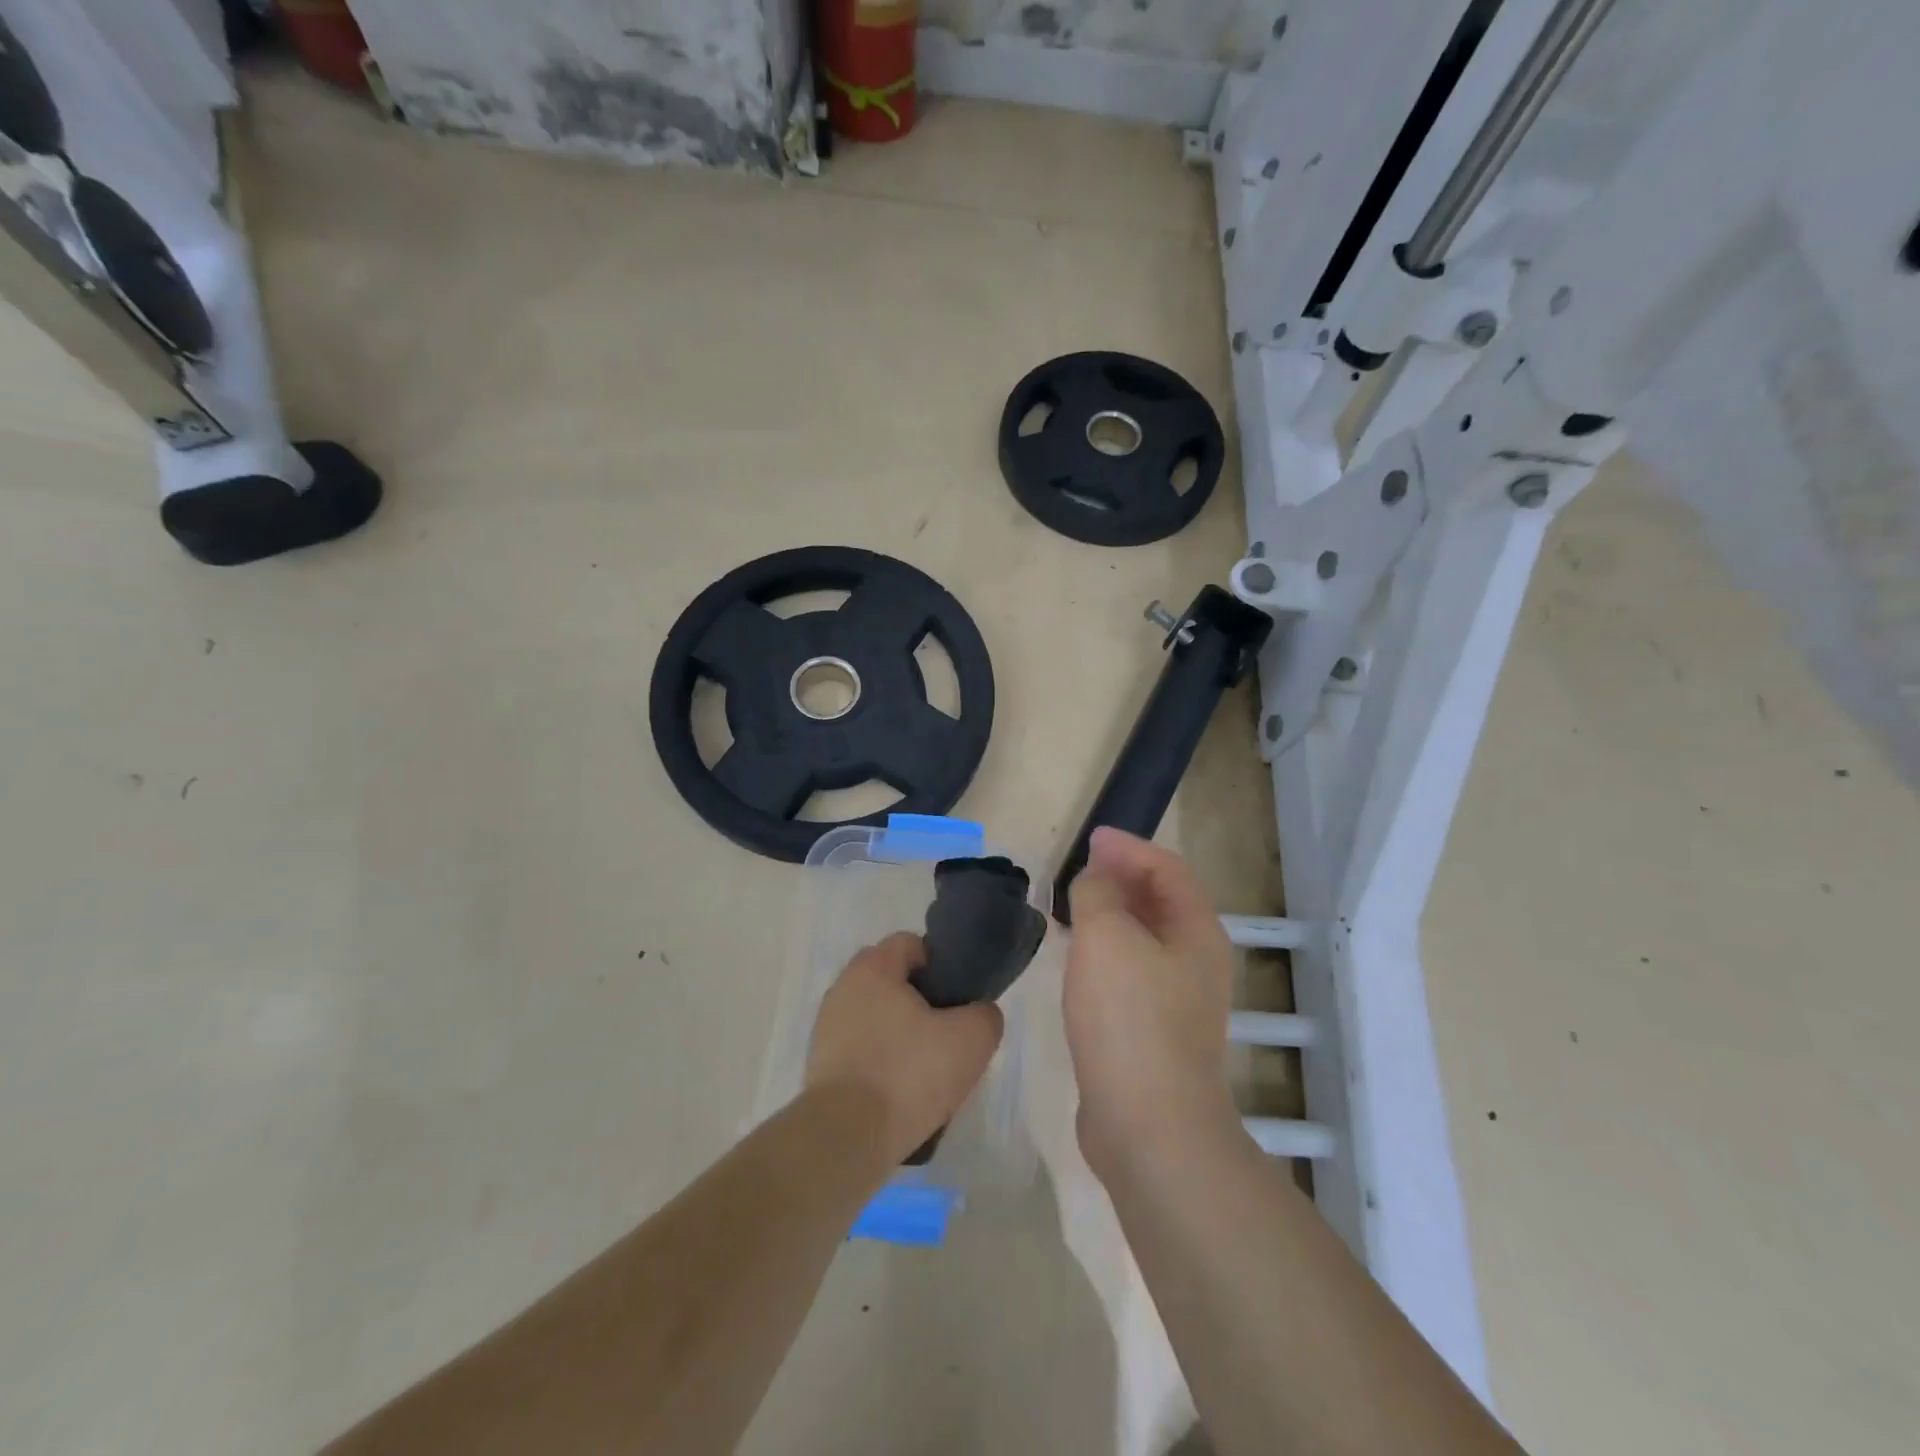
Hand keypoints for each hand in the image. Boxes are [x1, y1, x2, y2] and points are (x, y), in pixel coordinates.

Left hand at [806, 932, 1004, 1166]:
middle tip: (948, 1037)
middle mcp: (843, 988)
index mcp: (872, 967)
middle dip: (923, 1004)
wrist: (846, 1139)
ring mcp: (827, 1027)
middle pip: (894, 982)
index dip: (942, 966)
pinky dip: (882, 1064)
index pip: (912, 944)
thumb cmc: (908, 1074)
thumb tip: (979, 1014)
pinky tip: (901, 1095)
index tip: (959, 1000)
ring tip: (927, 1073)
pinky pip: (863, 1051)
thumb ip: (985, 1015)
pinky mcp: (821, 1065)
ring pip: (879, 1018)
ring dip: (903, 1036)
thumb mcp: (971, 1040)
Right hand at [1065, 828, 1238, 1182]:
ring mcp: (1179, 1000)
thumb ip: (1097, 893)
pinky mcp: (1156, 1031)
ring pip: (1145, 938)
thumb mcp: (1106, 937)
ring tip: (1073, 905)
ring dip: (1113, 914)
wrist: (1148, 1124)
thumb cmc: (1129, 1018)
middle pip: (1162, 901)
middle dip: (1122, 877)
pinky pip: (1132, 971)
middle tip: (1080, 867)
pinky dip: (1107, 951)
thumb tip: (1097, 878)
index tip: (1091, 838)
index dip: (1130, 847)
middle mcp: (1197, 961)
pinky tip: (1078, 959)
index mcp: (1196, 931)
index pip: (1168, 869)